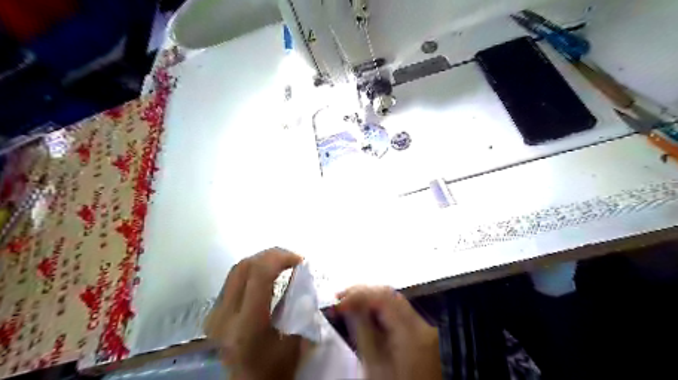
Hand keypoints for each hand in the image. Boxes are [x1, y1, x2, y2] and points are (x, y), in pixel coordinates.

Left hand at [203, 248, 304, 379]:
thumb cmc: (276, 369)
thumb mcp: (296, 339)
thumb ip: (298, 304)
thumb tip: (301, 273)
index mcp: (247, 325)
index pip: (259, 274)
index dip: (281, 258)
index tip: (300, 260)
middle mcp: (225, 316)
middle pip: (245, 266)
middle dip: (272, 255)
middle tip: (292, 259)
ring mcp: (214, 314)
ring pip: (237, 269)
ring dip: (262, 260)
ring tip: (282, 264)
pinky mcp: (212, 313)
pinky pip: (233, 279)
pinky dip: (253, 270)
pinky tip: (267, 276)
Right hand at [337, 285, 442, 379]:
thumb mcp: (373, 364)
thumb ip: (361, 330)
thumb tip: (348, 305)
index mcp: (411, 332)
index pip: (383, 298)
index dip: (358, 295)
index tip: (338, 301)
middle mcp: (421, 324)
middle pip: (389, 294)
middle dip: (362, 292)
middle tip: (339, 297)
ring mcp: (422, 327)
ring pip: (393, 299)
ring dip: (369, 297)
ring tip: (347, 301)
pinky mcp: (419, 331)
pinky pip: (397, 309)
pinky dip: (379, 307)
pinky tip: (364, 310)